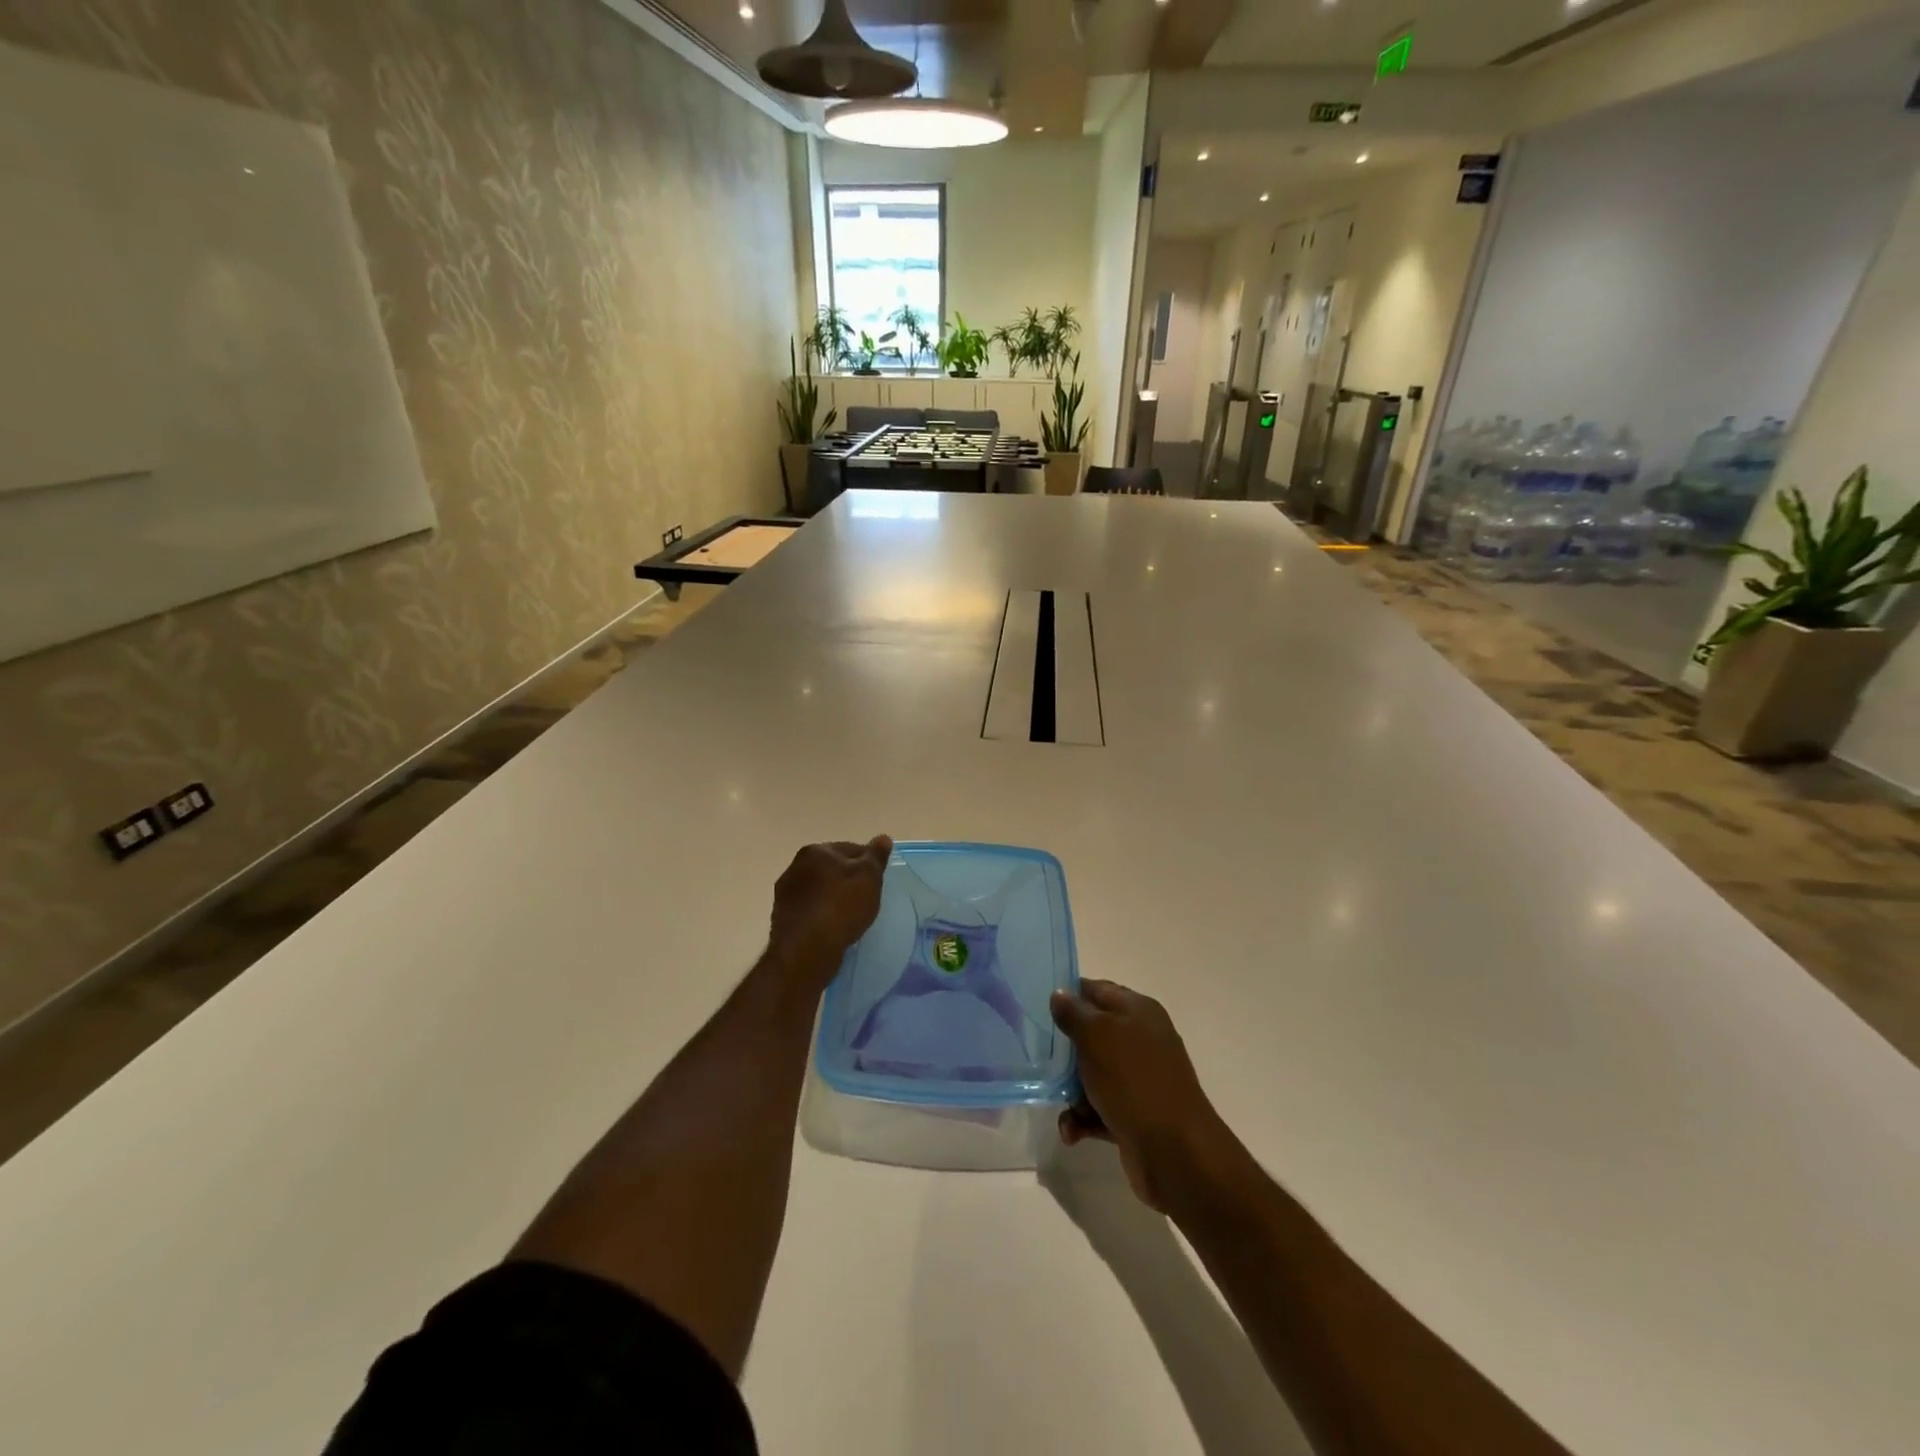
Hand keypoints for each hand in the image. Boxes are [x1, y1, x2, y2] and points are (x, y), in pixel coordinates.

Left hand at [768, 836, 891, 990]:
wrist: (807, 949)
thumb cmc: (842, 906)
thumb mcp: (869, 877)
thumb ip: (876, 856)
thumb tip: (883, 837)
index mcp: (816, 851)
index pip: (850, 848)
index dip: (868, 862)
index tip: (878, 879)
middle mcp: (795, 867)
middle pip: (831, 868)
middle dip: (847, 879)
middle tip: (866, 897)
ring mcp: (785, 894)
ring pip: (818, 890)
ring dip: (831, 897)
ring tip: (850, 916)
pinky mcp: (781, 919)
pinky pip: (809, 911)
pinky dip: (820, 915)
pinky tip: (832, 928)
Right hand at [1050, 980, 1233, 1213]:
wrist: (1175, 1152)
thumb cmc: (1133, 1080)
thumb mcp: (1097, 1036)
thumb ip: (1074, 1013)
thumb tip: (1059, 994)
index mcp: (1138, 1010)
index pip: (1096, 990)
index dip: (1067, 995)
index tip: (1036, 1007)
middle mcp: (1141, 1039)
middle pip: (1091, 1034)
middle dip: (1065, 1050)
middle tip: (1040, 1059)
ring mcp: (1139, 1078)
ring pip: (1092, 1074)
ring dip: (1072, 1092)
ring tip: (1065, 1108)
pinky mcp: (1134, 1114)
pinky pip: (1099, 1108)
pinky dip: (1083, 1118)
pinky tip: (1072, 1132)